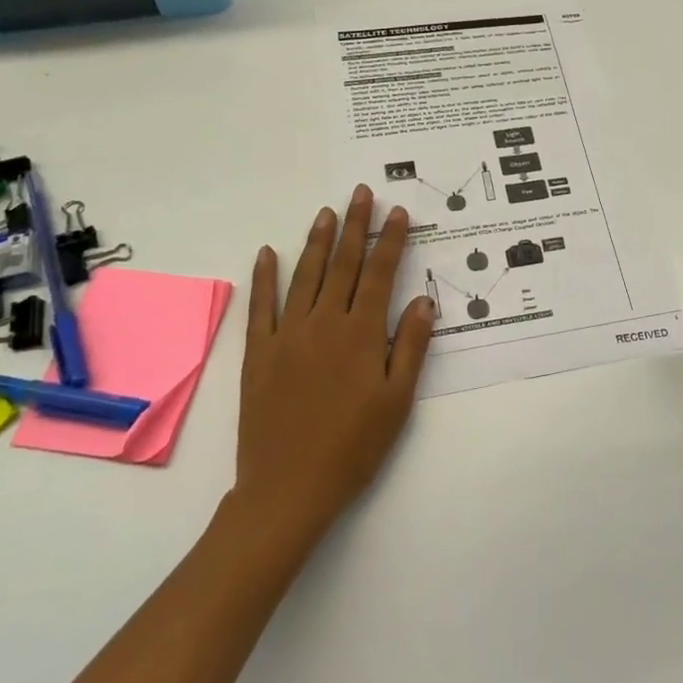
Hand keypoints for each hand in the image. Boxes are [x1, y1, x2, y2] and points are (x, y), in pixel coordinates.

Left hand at [224, 186, 435, 563]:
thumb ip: (410, 347)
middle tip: (361, 193)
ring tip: (326, 212)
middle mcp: (325, 324)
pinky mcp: (259, 354)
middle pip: (343, 265)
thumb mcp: (397, 402)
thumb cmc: (353, 448)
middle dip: (354, 226)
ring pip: (305, 277)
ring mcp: (288, 336)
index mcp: (361, 335)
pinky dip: (265, 277)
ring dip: (317, 241)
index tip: (397, 212)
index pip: (381, 274)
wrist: (288, 489)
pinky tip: (267, 253)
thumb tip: (423, 301)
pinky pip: (262, 307)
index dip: (390, 240)